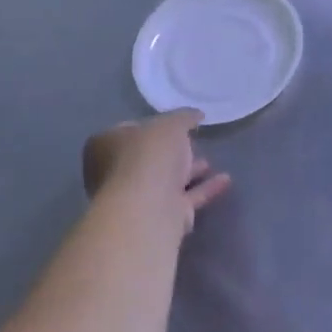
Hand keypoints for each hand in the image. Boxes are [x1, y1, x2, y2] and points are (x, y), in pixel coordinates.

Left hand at [82, 110, 229, 233]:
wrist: (149, 208)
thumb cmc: (149, 156)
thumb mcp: (171, 124)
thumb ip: (184, 117)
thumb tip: (196, 115)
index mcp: (106, 145)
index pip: (128, 130)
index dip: (152, 125)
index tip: (175, 124)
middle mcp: (116, 172)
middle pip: (147, 158)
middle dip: (171, 152)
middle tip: (193, 143)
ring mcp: (138, 198)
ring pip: (166, 181)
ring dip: (188, 172)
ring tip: (211, 162)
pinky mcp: (160, 217)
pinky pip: (185, 198)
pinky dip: (204, 189)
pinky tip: (225, 180)